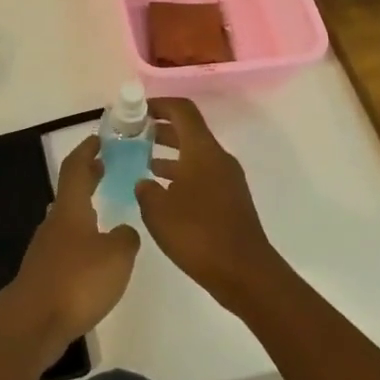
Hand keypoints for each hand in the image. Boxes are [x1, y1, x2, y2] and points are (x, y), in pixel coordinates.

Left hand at [0, 136, 138, 358]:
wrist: (33, 322)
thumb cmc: (77, 280)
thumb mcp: (116, 256)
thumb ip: (126, 238)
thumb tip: (124, 231)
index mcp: (70, 208)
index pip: (76, 167)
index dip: (87, 150)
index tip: (99, 138)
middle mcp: (55, 221)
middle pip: (70, 190)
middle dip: (87, 176)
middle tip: (104, 167)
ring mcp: (46, 247)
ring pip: (67, 216)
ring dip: (83, 206)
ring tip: (103, 208)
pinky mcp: (44, 272)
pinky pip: (66, 242)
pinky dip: (80, 235)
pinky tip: (92, 252)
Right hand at [135, 97, 284, 312]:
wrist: (246, 275)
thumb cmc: (199, 234)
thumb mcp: (158, 211)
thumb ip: (145, 189)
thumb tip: (144, 182)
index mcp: (202, 149)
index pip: (182, 110)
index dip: (158, 104)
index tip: (136, 110)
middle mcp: (217, 157)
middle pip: (188, 129)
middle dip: (160, 128)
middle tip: (133, 134)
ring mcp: (227, 179)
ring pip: (194, 153)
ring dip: (169, 152)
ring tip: (141, 161)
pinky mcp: (230, 200)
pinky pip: (201, 173)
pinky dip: (180, 173)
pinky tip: (162, 192)